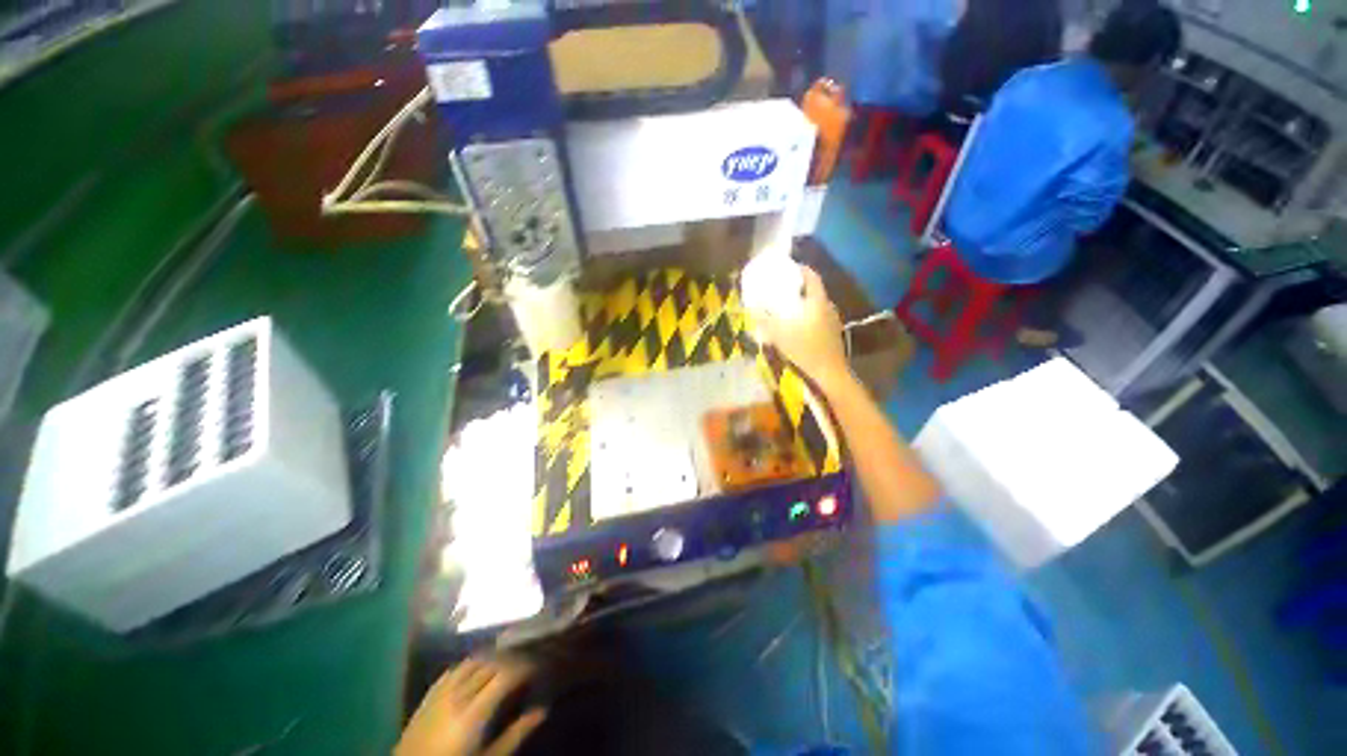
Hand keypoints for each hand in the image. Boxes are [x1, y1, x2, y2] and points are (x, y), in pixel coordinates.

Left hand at [396, 655, 546, 755]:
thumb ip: (515, 735)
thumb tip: (542, 711)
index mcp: (473, 713)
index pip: (504, 675)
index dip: (523, 666)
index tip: (536, 667)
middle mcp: (457, 696)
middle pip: (489, 665)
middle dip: (510, 660)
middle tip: (525, 664)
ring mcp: (439, 694)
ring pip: (470, 662)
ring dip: (490, 658)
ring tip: (504, 663)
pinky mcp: (427, 697)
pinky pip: (451, 671)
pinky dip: (468, 665)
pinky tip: (475, 670)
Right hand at [751, 264, 849, 388]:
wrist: (829, 372)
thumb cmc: (804, 349)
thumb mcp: (779, 335)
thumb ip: (764, 321)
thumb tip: (751, 309)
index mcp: (817, 302)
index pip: (812, 277)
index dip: (801, 269)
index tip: (790, 267)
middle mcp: (828, 306)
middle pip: (815, 289)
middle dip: (800, 286)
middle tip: (784, 287)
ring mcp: (833, 319)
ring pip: (817, 303)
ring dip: (805, 301)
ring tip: (789, 304)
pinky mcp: (834, 332)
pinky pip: (820, 315)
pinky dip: (809, 313)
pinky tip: (799, 323)